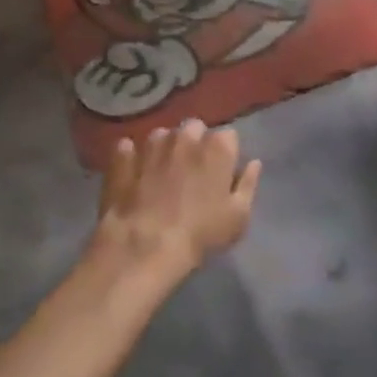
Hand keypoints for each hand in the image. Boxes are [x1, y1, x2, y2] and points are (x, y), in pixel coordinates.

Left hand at [95, 119, 261, 274]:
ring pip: (162, 136)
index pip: (228, 137)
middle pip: (194, 129)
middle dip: (195, 143)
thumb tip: (253, 163)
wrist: (145, 247)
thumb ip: (248, 184)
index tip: (222, 173)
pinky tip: (133, 174)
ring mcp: (151, 144)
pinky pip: (127, 149)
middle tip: (192, 171)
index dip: (226, 154)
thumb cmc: (201, 233)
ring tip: (162, 174)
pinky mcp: (122, 158)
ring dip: (165, 148)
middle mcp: (185, 135)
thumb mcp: (238, 216)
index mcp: (217, 146)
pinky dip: (131, 157)